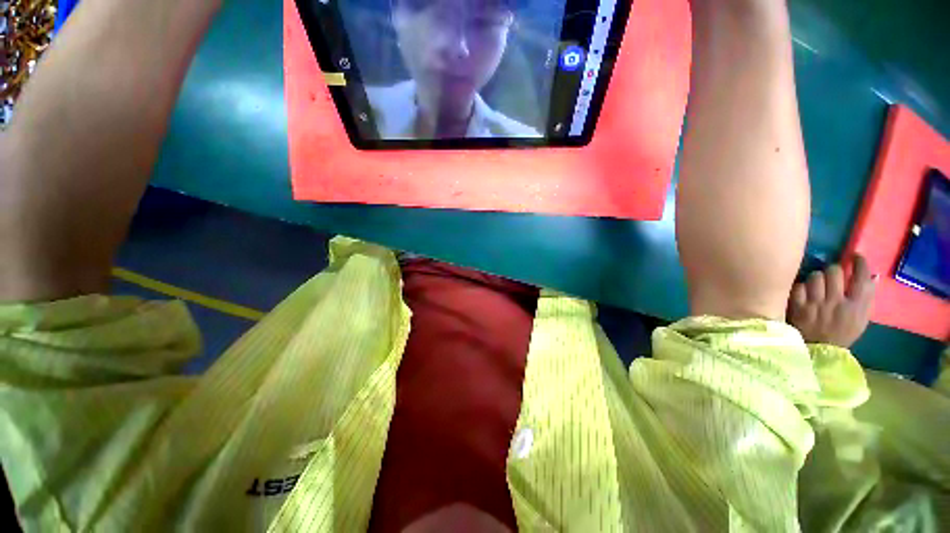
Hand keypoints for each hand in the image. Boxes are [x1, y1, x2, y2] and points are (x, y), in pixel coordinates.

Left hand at [787, 256, 876, 347]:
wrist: (818, 350)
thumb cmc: (842, 333)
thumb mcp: (861, 319)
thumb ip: (866, 298)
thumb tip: (871, 275)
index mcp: (856, 307)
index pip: (861, 278)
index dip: (859, 263)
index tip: (856, 256)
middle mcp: (836, 303)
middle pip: (835, 272)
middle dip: (834, 270)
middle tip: (833, 275)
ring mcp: (815, 304)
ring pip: (816, 276)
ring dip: (817, 278)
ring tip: (818, 285)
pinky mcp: (797, 306)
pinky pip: (799, 286)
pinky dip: (802, 287)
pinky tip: (805, 293)